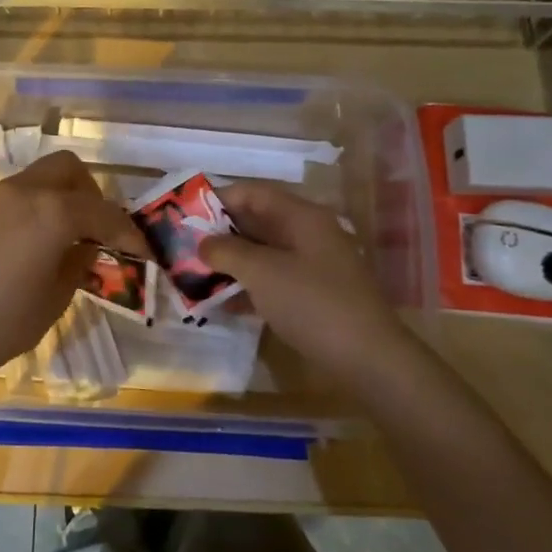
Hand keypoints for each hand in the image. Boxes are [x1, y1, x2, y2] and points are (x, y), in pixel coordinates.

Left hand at [0, 151, 145, 397]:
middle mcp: (25, 191)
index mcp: (52, 212)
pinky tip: (41, 242)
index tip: (141, 251)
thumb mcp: (55, 298)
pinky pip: (21, 194)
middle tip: (99, 231)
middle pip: (69, 170)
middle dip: (92, 195)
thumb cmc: (1, 321)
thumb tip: (89, 247)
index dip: (128, 232)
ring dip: (64, 197)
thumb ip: (78, 263)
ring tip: (71, 237)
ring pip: (42, 177)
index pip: (103, 212)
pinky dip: (41, 205)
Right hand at [201, 182, 421, 398]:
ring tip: (193, 275)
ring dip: (230, 263)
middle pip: (256, 223)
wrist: (368, 358)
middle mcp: (307, 234)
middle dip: (219, 234)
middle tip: (183, 247)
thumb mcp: (263, 272)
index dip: (218, 199)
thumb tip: (203, 243)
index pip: (253, 193)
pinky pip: (272, 282)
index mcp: (301, 217)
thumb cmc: (312, 303)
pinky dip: (247, 288)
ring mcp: (312, 266)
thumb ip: (228, 252)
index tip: (184, 214)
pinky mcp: (312, 296)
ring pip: (262, 254)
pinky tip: (220, 304)